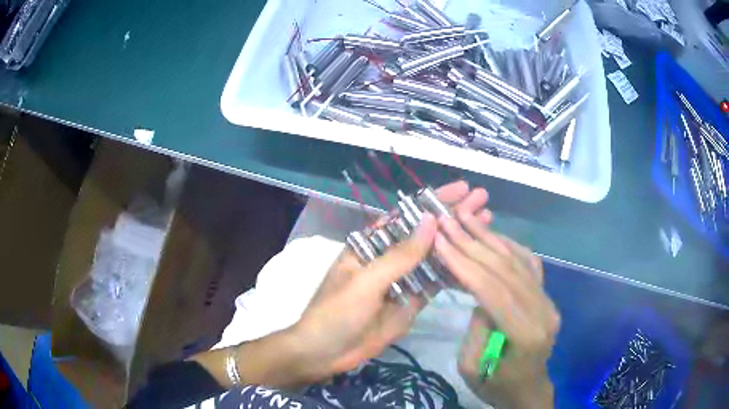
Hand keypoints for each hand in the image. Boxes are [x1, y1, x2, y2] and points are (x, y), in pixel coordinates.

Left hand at [290, 181, 471, 380]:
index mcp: (372, 245)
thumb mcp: (366, 282)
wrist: (326, 353)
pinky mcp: (411, 302)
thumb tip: (431, 220)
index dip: (434, 200)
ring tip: (487, 225)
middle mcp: (390, 258)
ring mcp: (403, 281)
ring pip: (434, 258)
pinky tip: (476, 260)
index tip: (462, 188)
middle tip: (483, 202)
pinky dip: (454, 273)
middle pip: (426, 234)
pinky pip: (435, 284)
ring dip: (458, 242)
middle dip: (453, 217)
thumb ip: (401, 255)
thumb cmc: (337, 312)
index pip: (407, 216)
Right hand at [433, 188, 560, 408]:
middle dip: (472, 242)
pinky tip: (493, 234)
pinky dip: (510, 245)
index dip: (464, 262)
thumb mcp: (472, 369)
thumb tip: (479, 295)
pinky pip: (529, 264)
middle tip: (447, 220)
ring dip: (489, 237)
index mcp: (526, 334)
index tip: (439, 240)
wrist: (528, 389)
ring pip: (518, 261)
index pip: (493, 289)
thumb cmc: (497, 386)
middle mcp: (543, 310)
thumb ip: (476, 329)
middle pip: (505, 269)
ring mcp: (548, 300)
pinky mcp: (546, 296)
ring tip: (465, 217)